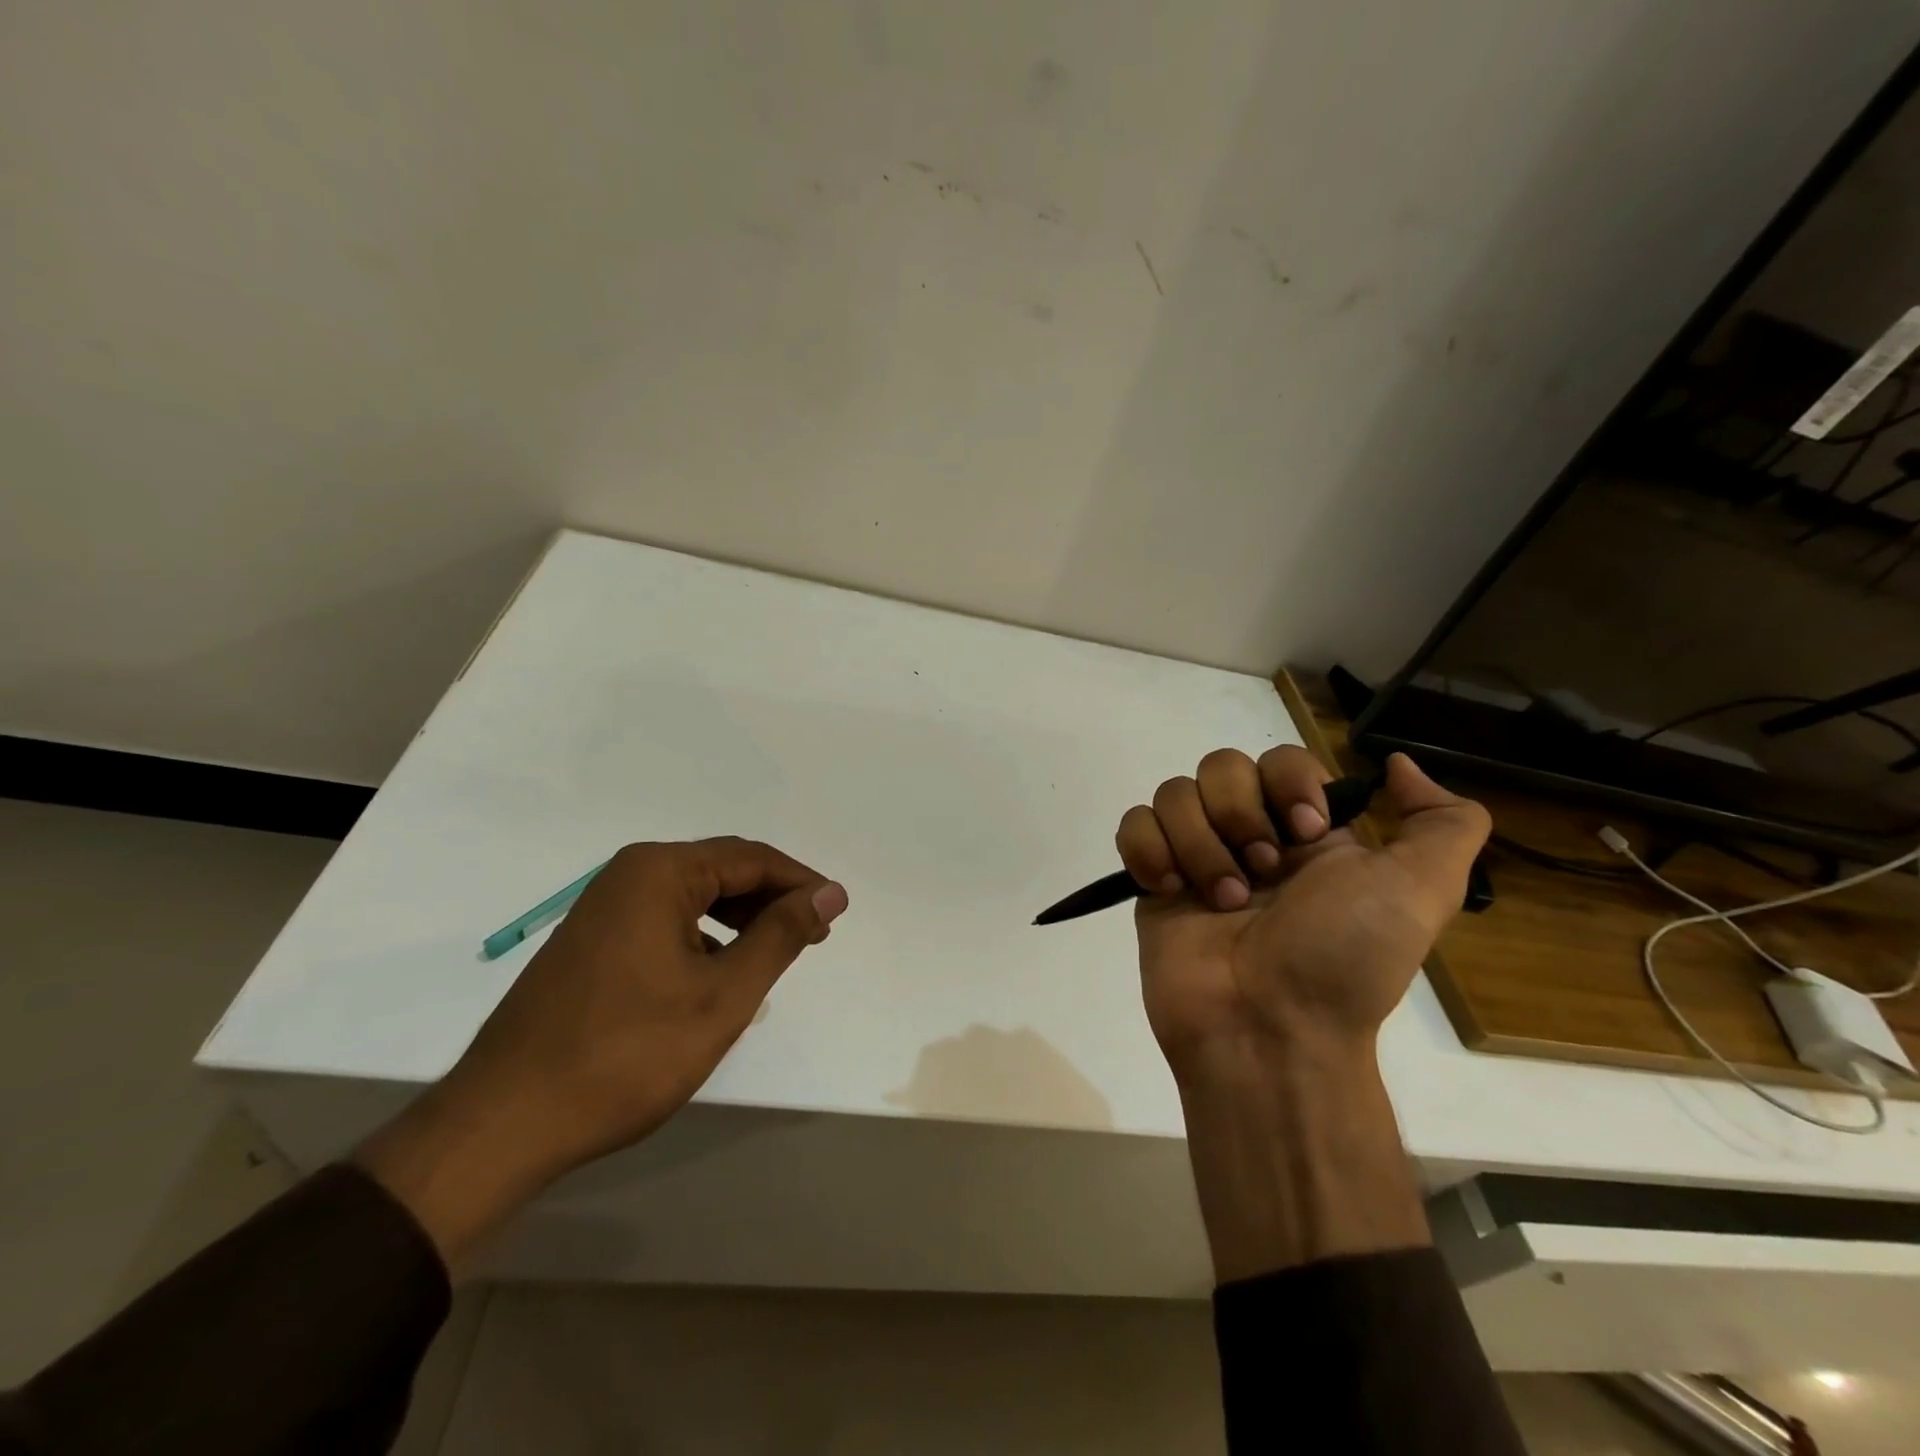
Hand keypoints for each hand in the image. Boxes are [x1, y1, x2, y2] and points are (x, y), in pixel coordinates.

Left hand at [357, 837, 846, 1270]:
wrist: (504, 1123)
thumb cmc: (627, 1054)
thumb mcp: (723, 995)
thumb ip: (781, 935)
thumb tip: (830, 891)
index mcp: (659, 872)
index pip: (751, 859)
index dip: (801, 883)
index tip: (837, 913)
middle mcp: (628, 875)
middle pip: (722, 871)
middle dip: (773, 900)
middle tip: (814, 936)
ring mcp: (603, 908)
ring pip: (693, 897)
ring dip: (741, 919)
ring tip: (776, 954)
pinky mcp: (591, 942)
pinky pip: (665, 921)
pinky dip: (704, 938)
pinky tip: (721, 973)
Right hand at [1117, 747, 1487, 1278]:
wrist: (1269, 1031)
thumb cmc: (1343, 958)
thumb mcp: (1421, 891)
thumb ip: (1444, 822)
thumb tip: (1397, 765)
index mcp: (1306, 831)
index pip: (1280, 758)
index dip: (1286, 782)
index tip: (1304, 831)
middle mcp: (1249, 835)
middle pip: (1219, 766)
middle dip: (1238, 814)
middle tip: (1261, 873)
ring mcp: (1195, 856)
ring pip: (1173, 793)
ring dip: (1198, 844)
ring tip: (1219, 901)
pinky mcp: (1152, 880)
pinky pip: (1133, 824)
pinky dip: (1148, 849)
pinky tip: (1170, 889)